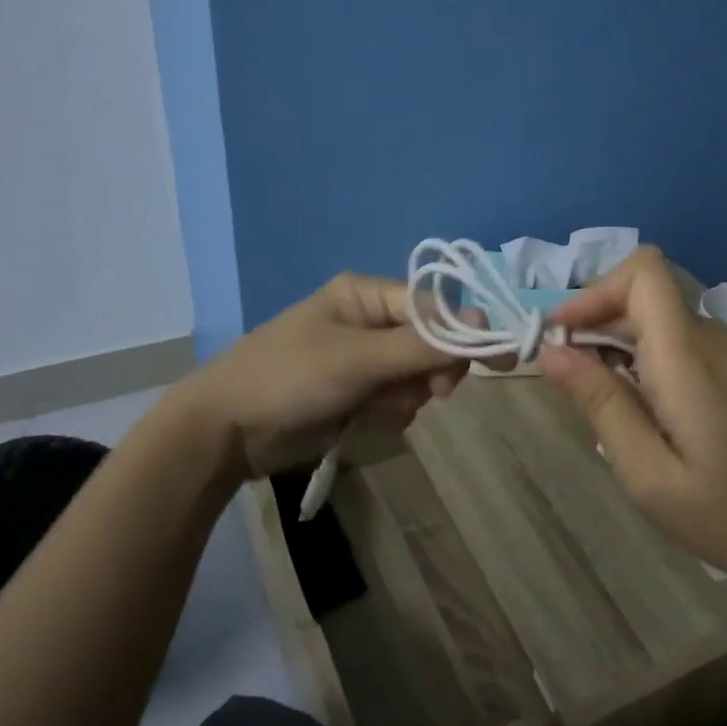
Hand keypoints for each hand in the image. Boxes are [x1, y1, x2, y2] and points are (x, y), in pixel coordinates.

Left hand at [191, 272, 469, 481]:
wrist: (227, 430)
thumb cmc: (290, 377)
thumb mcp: (359, 358)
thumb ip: (423, 344)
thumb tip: (485, 322)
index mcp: (366, 295)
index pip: (435, 307)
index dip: (466, 333)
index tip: (500, 361)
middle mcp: (369, 320)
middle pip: (431, 342)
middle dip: (430, 371)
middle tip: (431, 393)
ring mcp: (363, 359)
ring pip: (417, 376)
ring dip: (406, 396)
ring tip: (374, 406)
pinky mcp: (357, 393)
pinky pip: (397, 399)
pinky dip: (389, 412)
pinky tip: (364, 419)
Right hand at [537, 247, 726, 595]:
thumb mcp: (650, 474)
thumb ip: (600, 404)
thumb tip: (551, 352)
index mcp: (686, 352)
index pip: (642, 271)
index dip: (593, 291)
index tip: (560, 337)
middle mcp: (710, 339)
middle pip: (643, 296)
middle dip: (594, 323)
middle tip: (565, 383)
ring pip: (659, 323)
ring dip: (618, 347)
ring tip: (600, 407)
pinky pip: (681, 348)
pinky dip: (646, 364)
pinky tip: (643, 419)